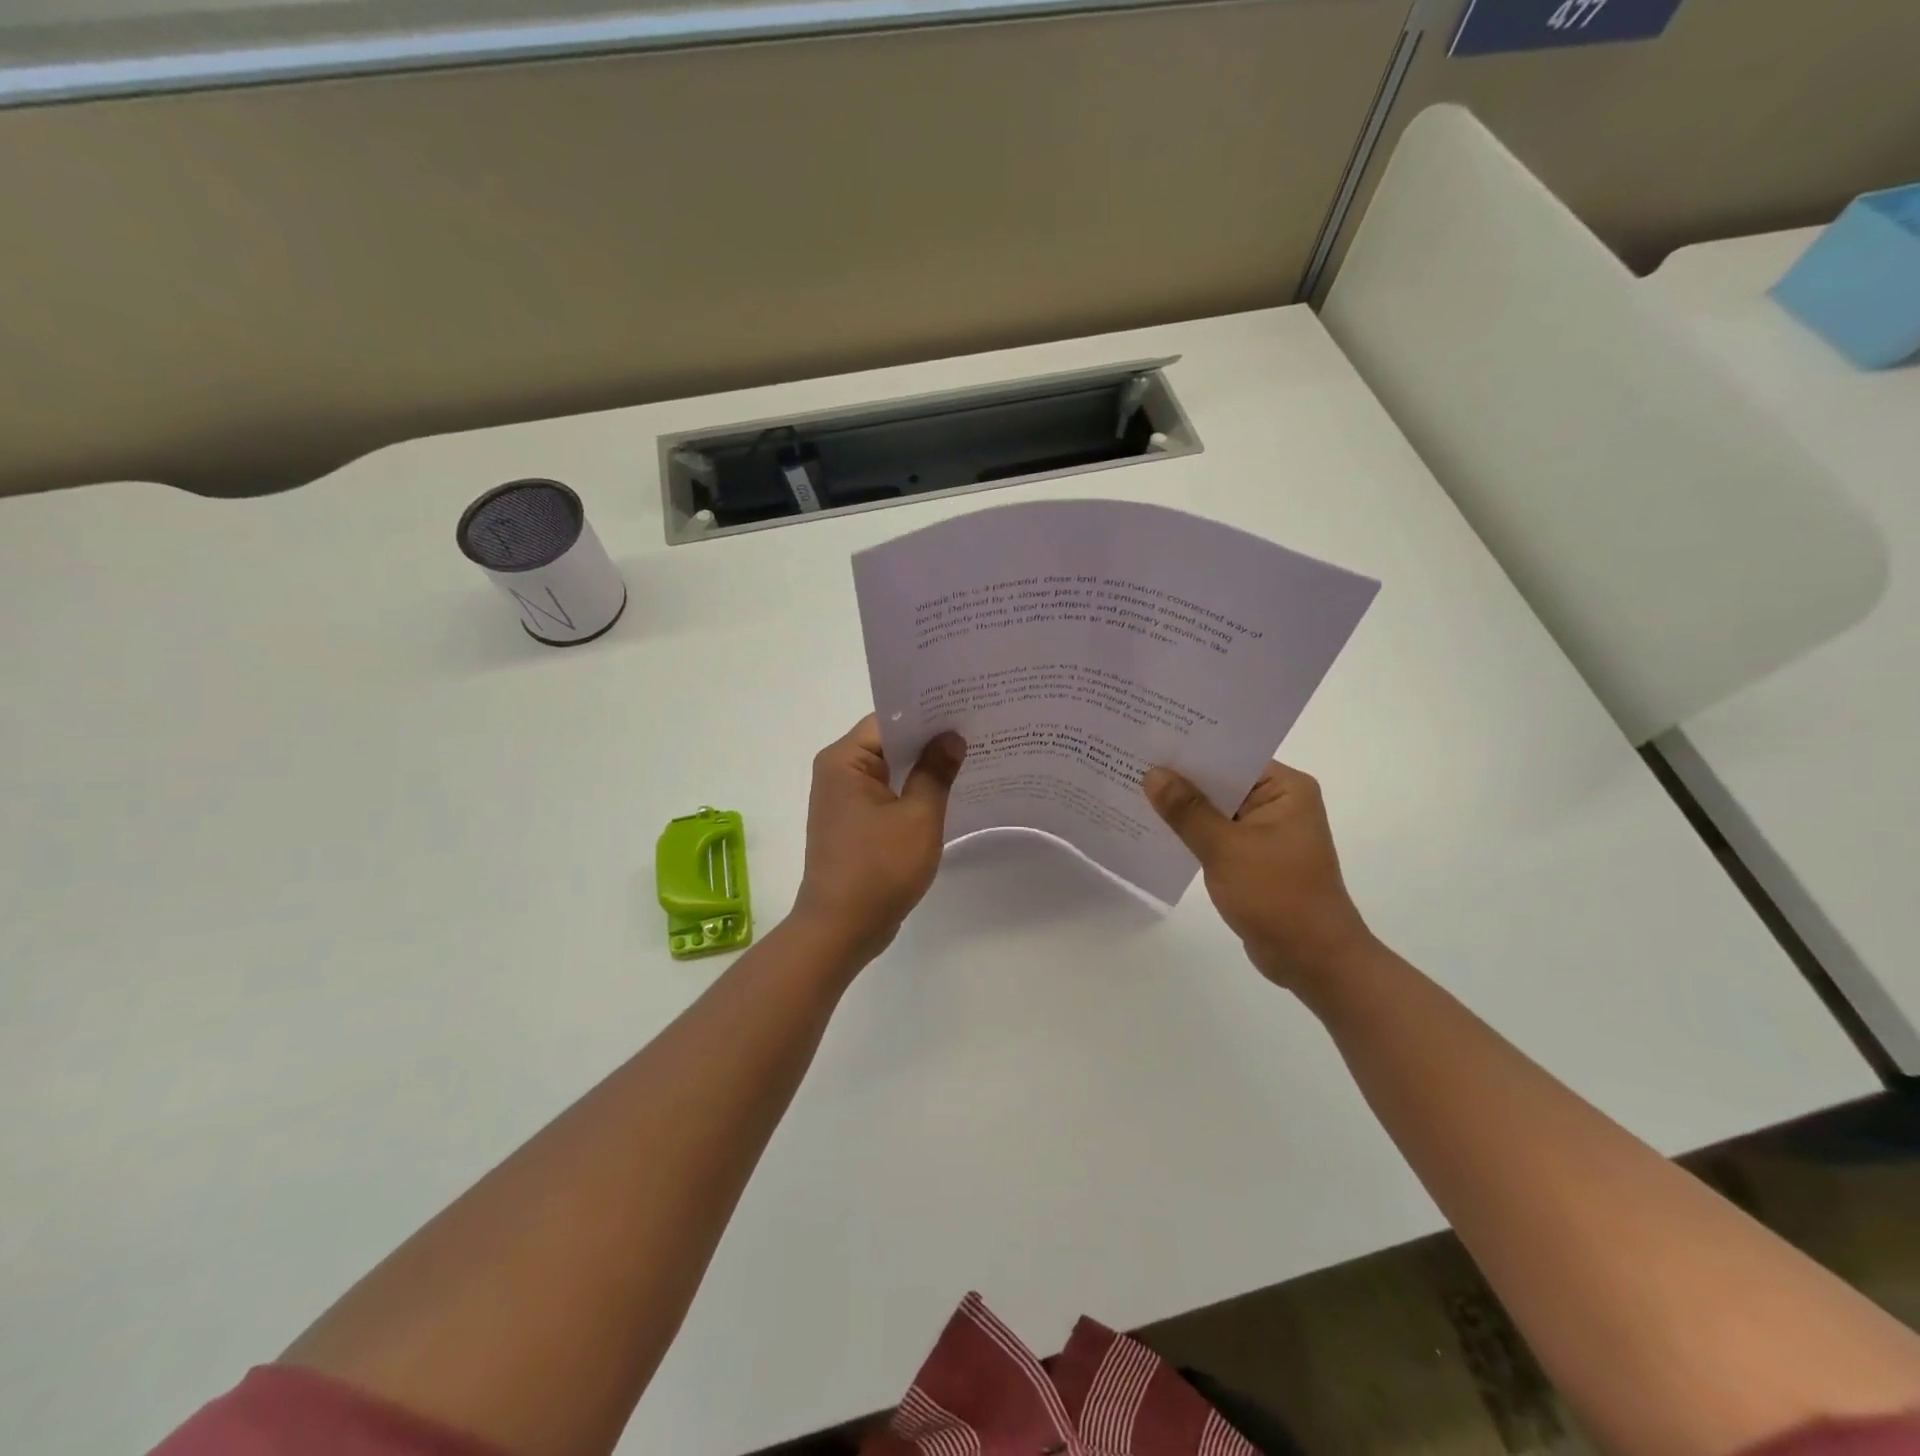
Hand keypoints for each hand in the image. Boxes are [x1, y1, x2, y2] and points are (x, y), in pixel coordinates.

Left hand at [792, 716, 966, 962]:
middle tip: (976, 728)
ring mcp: (843, 799)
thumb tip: (952, 737)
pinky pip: (886, 794)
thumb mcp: (919, 817)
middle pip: (889, 742)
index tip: (965, 707)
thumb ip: (936, 772)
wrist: (841, 929)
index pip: (890, 719)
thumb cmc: (879, 869)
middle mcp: (837, 771)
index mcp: (845, 760)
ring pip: (889, 769)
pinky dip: (911, 791)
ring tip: (969, 755)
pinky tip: (946, 791)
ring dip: (922, 766)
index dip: (928, 713)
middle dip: (929, 739)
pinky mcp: (853, 822)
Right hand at [1144, 760, 1375, 993]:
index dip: (1190, 748)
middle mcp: (1279, 802)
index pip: (1231, 755)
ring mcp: (1266, 831)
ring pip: (1215, 808)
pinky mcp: (1253, 856)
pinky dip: (1191, 831)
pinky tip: (1153, 826)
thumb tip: (1152, 774)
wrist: (1313, 961)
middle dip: (1179, 776)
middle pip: (1221, 780)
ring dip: (1182, 805)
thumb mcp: (1226, 848)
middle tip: (1130, 759)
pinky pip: (1216, 833)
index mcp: (1286, 788)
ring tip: (1131, 787)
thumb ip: (1187, 810)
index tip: (1148, 738)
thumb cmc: (1278, 896)